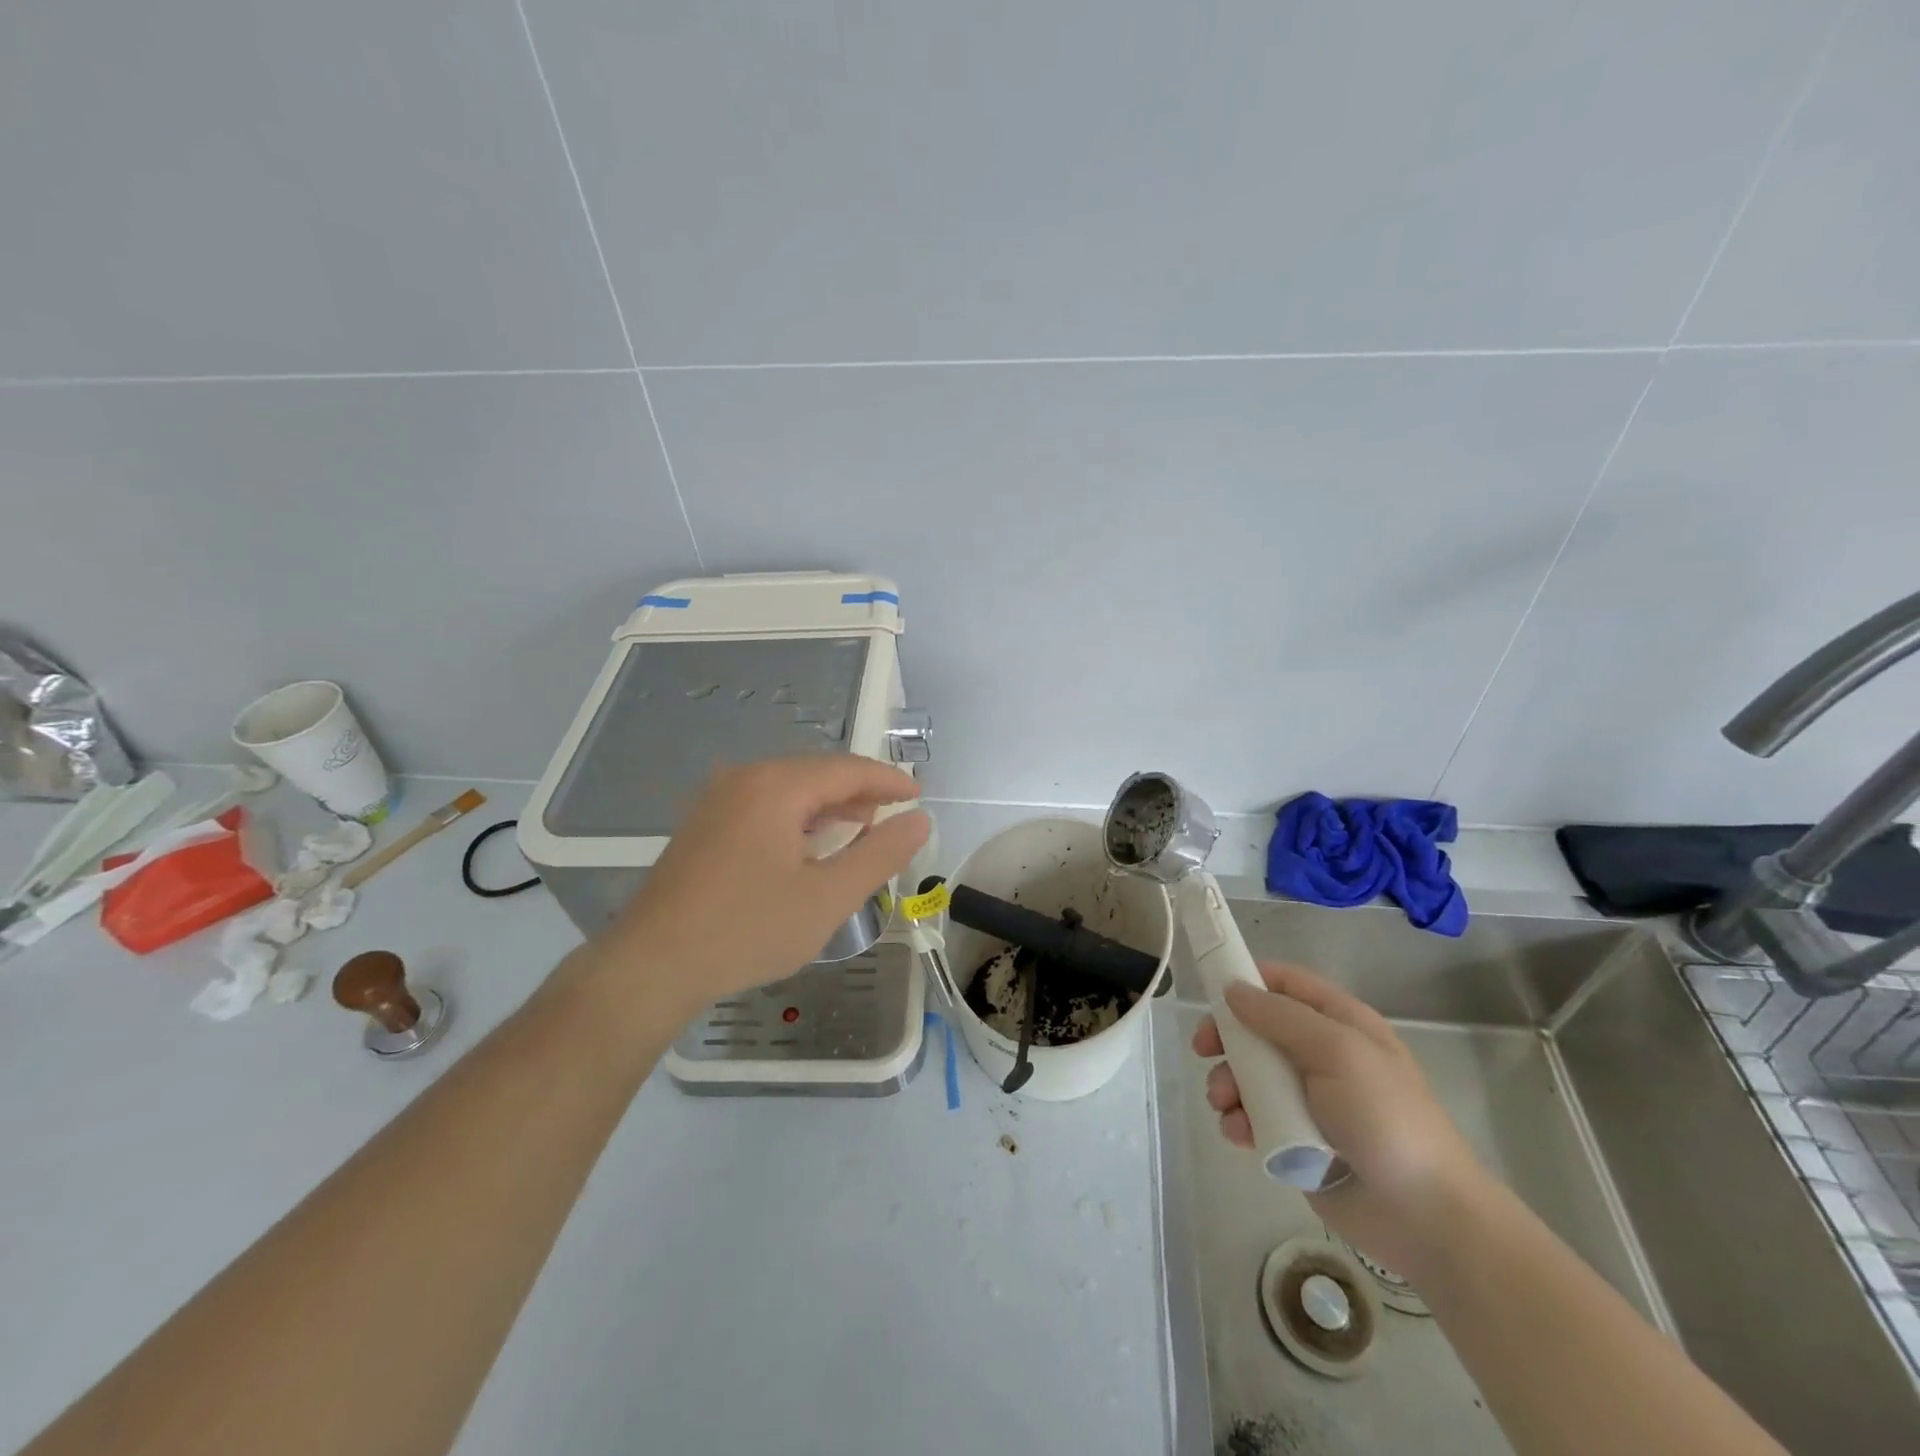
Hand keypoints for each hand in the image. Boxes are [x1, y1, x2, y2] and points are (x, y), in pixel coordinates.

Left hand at [568, 757, 928, 1021]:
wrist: (651, 966)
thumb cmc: (747, 929)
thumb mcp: (828, 897)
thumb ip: (880, 854)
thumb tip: (919, 819)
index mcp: (776, 786)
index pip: (847, 769)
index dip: (888, 781)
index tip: (919, 797)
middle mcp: (744, 779)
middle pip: (817, 774)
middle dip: (860, 793)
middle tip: (894, 816)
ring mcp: (717, 800)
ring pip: (789, 790)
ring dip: (829, 806)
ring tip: (861, 829)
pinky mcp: (703, 826)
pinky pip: (764, 806)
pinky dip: (798, 818)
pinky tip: (809, 845)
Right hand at [1193, 961, 1486, 1278]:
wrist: (1424, 1217)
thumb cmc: (1385, 1118)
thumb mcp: (1337, 1052)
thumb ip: (1280, 1017)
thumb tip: (1233, 989)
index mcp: (1340, 1023)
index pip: (1286, 983)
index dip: (1248, 981)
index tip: (1211, 994)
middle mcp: (1321, 1054)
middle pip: (1257, 1027)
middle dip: (1227, 1038)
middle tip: (1202, 1051)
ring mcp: (1307, 1098)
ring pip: (1248, 1073)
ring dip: (1227, 1083)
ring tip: (1224, 1104)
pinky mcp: (1294, 1137)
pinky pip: (1253, 1116)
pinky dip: (1239, 1120)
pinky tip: (1240, 1134)